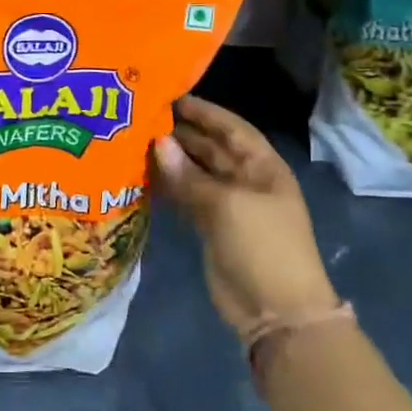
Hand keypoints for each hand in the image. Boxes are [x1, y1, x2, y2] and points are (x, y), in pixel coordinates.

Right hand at [152, 95, 340, 343]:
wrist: (277, 313)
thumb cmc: (262, 247)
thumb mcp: (227, 205)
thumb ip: (189, 175)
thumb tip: (158, 142)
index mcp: (262, 166)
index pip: (231, 128)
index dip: (204, 112)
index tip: (171, 97)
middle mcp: (246, 180)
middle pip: (211, 148)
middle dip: (181, 134)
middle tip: (141, 119)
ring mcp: (229, 205)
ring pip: (196, 173)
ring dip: (170, 160)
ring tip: (134, 143)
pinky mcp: (212, 228)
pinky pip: (187, 198)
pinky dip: (168, 188)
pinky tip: (142, 177)